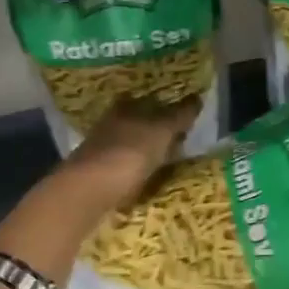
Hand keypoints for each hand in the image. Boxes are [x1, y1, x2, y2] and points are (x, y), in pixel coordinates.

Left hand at [67, 95, 201, 208]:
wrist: (90, 190)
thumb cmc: (130, 152)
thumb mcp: (162, 130)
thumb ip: (180, 115)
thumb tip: (198, 98)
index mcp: (125, 107)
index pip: (150, 100)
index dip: (168, 108)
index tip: (186, 119)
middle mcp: (111, 123)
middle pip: (140, 123)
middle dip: (157, 131)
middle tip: (182, 142)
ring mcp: (103, 150)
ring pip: (132, 147)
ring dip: (148, 153)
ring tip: (170, 164)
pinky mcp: (99, 175)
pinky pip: (126, 170)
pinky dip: (139, 173)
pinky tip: (150, 181)